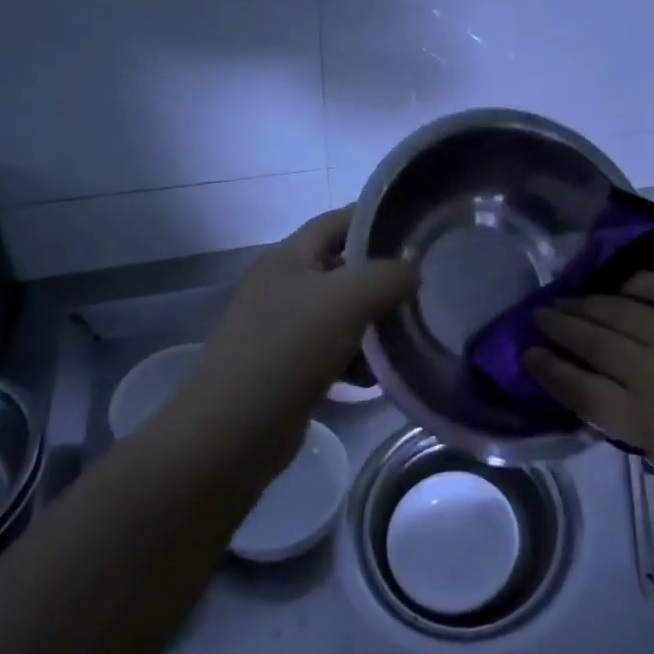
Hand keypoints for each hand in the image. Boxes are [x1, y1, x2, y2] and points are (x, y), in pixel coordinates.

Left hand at [200, 207, 417, 418]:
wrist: (232, 433)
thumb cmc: (289, 350)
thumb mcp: (348, 299)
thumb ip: (388, 275)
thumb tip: (412, 271)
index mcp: (289, 257)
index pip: (338, 221)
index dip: (376, 219)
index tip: (417, 232)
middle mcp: (283, 286)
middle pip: (343, 269)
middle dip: (381, 279)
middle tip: (421, 289)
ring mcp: (282, 328)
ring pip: (342, 313)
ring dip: (372, 326)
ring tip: (403, 340)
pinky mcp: (286, 367)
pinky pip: (332, 351)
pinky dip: (355, 360)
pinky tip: (373, 378)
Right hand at [525, 272, 653, 507]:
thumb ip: (620, 418)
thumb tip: (582, 382)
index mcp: (645, 420)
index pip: (579, 388)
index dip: (547, 368)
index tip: (525, 353)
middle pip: (593, 342)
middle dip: (559, 326)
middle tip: (537, 315)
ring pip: (618, 310)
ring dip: (585, 304)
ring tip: (564, 298)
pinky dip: (633, 284)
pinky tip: (615, 286)